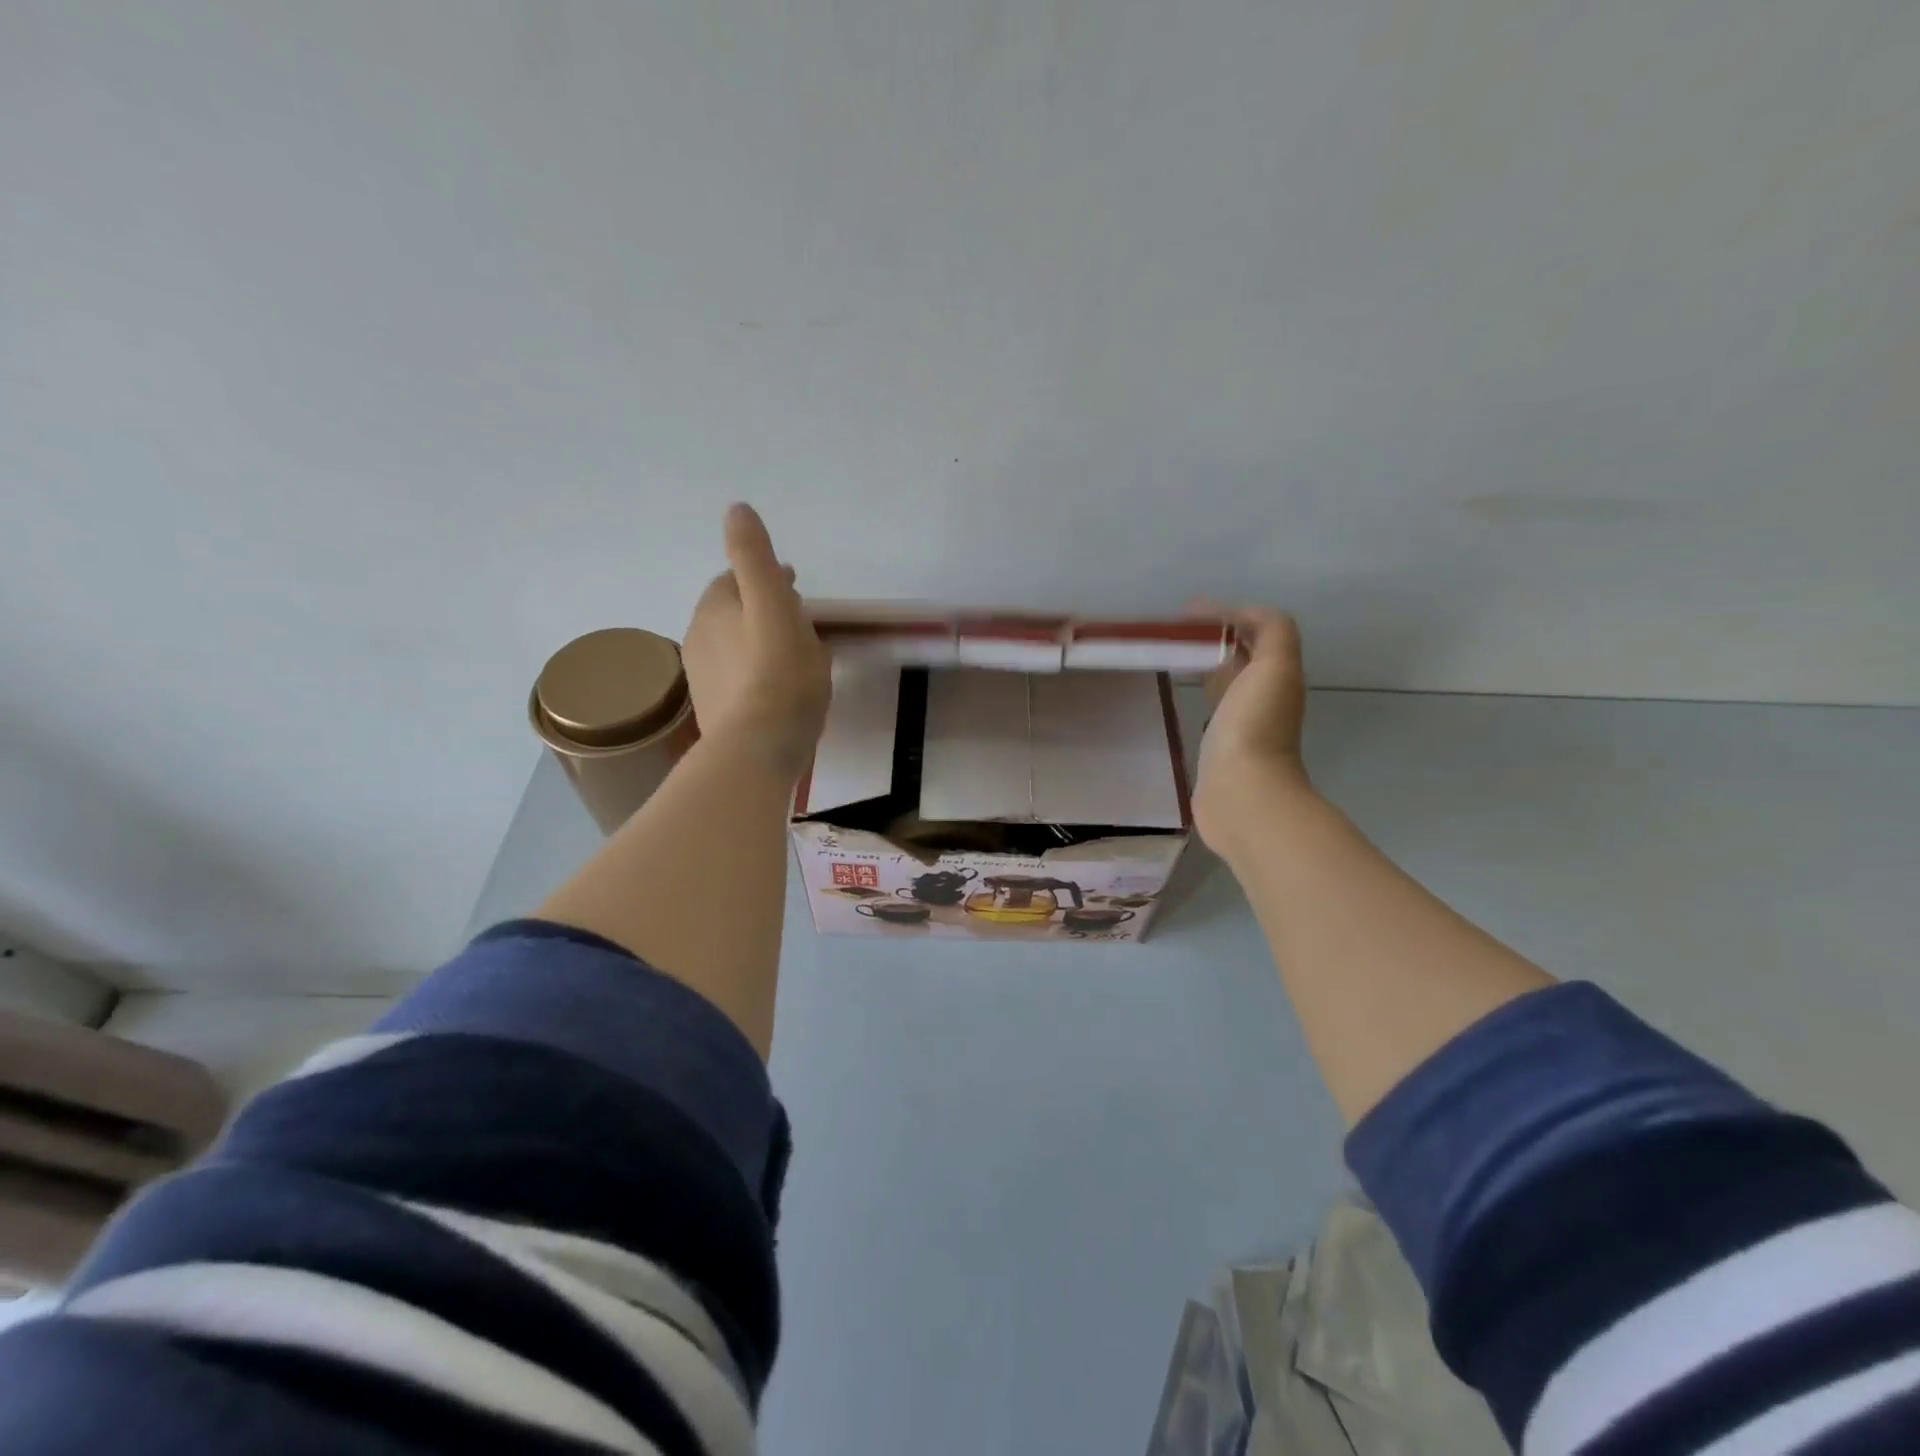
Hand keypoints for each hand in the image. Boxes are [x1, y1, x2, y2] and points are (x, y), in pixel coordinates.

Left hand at [682, 504, 831, 777]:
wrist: (758, 748)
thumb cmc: (778, 673)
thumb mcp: (773, 604)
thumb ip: (754, 556)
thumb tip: (735, 509)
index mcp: (713, 609)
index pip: (735, 579)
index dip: (765, 577)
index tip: (795, 586)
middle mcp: (699, 639)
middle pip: (734, 614)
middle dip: (762, 609)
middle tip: (799, 621)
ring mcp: (705, 679)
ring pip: (736, 648)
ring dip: (760, 643)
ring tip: (795, 658)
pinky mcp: (717, 713)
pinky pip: (741, 681)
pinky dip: (759, 675)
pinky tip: (780, 691)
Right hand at [1191, 604, 1311, 854]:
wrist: (1242, 794)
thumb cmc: (1254, 726)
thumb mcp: (1275, 666)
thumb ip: (1270, 630)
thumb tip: (1237, 615)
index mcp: (1275, 675)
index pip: (1253, 633)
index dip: (1224, 616)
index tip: (1184, 613)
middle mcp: (1260, 697)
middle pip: (1237, 656)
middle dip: (1209, 638)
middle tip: (1168, 632)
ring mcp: (1237, 724)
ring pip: (1221, 681)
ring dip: (1200, 664)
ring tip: (1165, 654)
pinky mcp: (1215, 747)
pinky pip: (1206, 709)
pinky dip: (1192, 693)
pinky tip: (1170, 692)